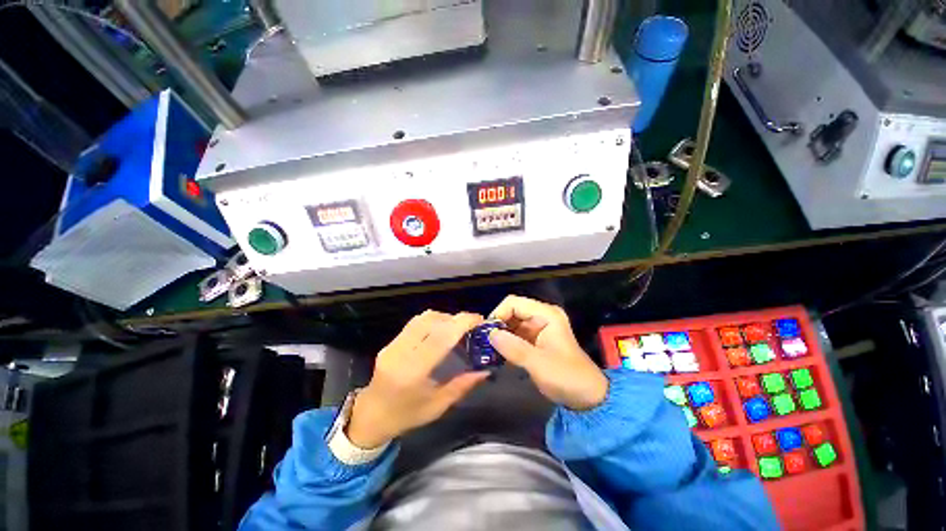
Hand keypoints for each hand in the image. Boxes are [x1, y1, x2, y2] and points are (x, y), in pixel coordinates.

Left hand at [346, 311, 490, 448]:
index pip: (440, 337)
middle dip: (456, 319)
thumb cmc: (407, 415)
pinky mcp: (390, 341)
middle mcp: (401, 352)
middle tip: (473, 325)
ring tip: (458, 327)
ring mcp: (393, 344)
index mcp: (413, 372)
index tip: (479, 320)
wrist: (371, 415)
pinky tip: (442, 330)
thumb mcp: (438, 406)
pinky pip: (415, 322)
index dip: (461, 324)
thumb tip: (485, 370)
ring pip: (423, 318)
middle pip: (431, 321)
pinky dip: (433, 321)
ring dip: (444, 318)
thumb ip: (462, 385)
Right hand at [489, 295, 607, 410]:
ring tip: (488, 349)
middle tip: (484, 342)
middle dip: (498, 325)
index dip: (498, 313)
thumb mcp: (539, 363)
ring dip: (500, 334)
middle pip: (512, 311)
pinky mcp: (535, 340)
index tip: (487, 333)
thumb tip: (490, 334)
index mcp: (546, 314)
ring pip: (511, 323)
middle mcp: (541, 316)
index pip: (514, 303)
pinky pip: (515, 335)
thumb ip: (514, 348)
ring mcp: (538, 327)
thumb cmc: (566, 377)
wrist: (587, 397)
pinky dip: (506, 342)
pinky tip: (498, 354)